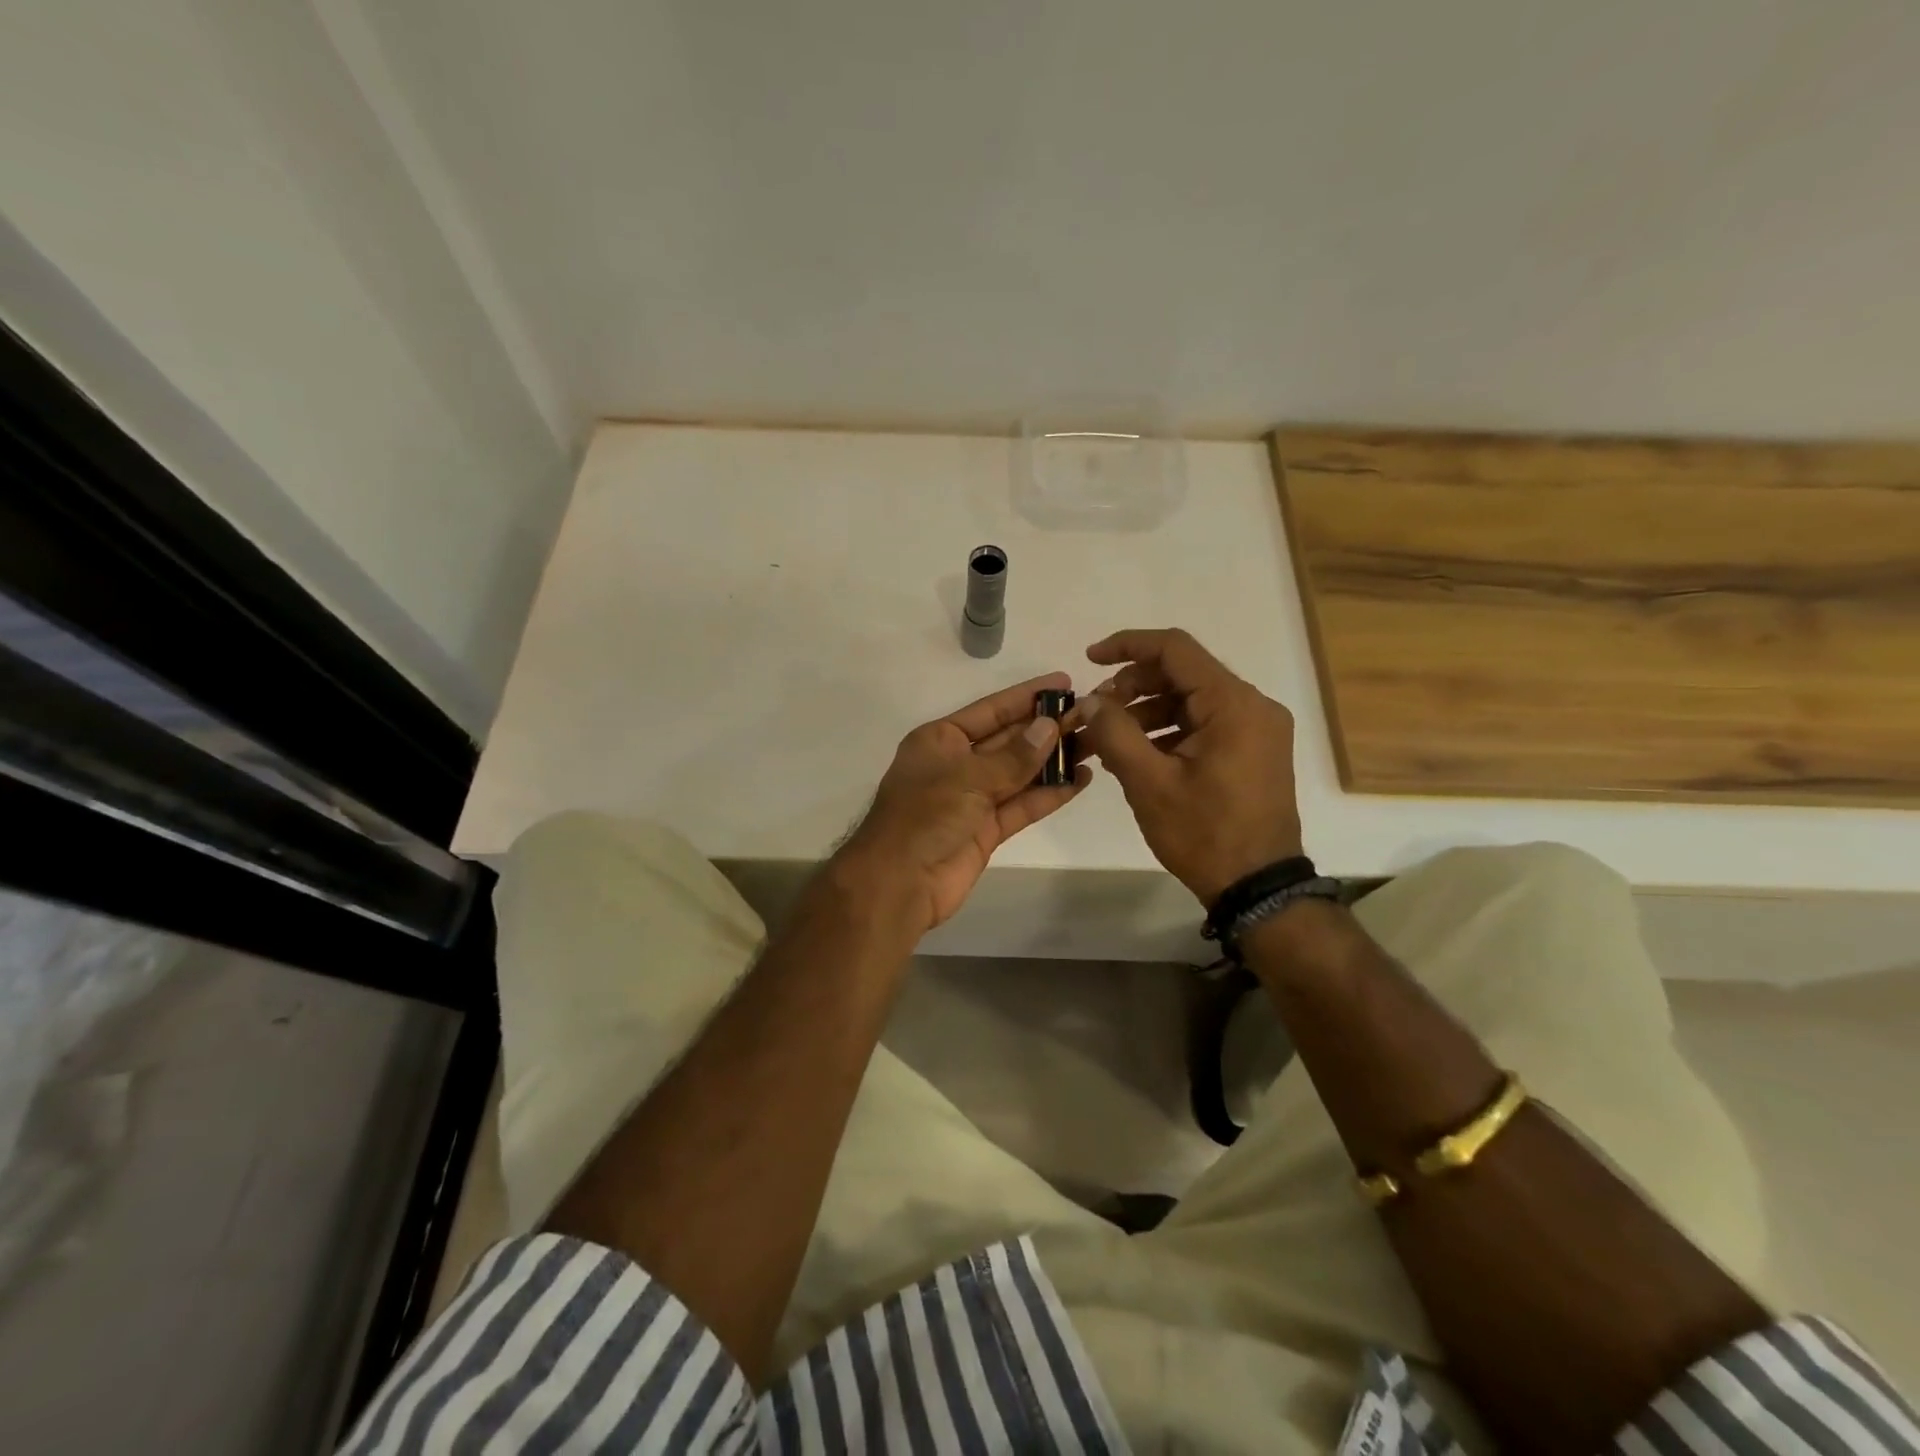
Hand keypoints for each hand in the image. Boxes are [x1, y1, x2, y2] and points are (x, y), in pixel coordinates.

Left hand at [840, 673, 1091, 933]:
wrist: (899, 883)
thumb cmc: (925, 816)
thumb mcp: (968, 777)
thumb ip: (1013, 756)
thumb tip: (1050, 727)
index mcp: (941, 740)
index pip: (990, 710)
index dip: (1027, 697)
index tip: (1063, 683)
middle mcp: (957, 764)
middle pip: (1009, 740)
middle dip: (1047, 728)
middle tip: (1090, 714)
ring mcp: (973, 799)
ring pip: (1020, 773)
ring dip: (1054, 760)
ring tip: (1095, 743)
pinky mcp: (987, 830)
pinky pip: (1022, 805)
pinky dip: (1049, 794)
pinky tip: (1081, 780)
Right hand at [1071, 629, 1302, 906]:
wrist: (1258, 888)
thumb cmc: (1204, 833)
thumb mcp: (1148, 783)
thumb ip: (1114, 732)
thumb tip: (1091, 700)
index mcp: (1233, 704)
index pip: (1175, 649)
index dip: (1127, 646)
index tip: (1089, 658)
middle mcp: (1253, 706)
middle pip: (1183, 674)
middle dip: (1132, 686)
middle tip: (1094, 712)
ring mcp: (1257, 730)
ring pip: (1191, 701)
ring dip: (1146, 712)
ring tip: (1105, 739)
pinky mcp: (1253, 751)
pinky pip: (1204, 725)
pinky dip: (1167, 731)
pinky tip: (1135, 755)